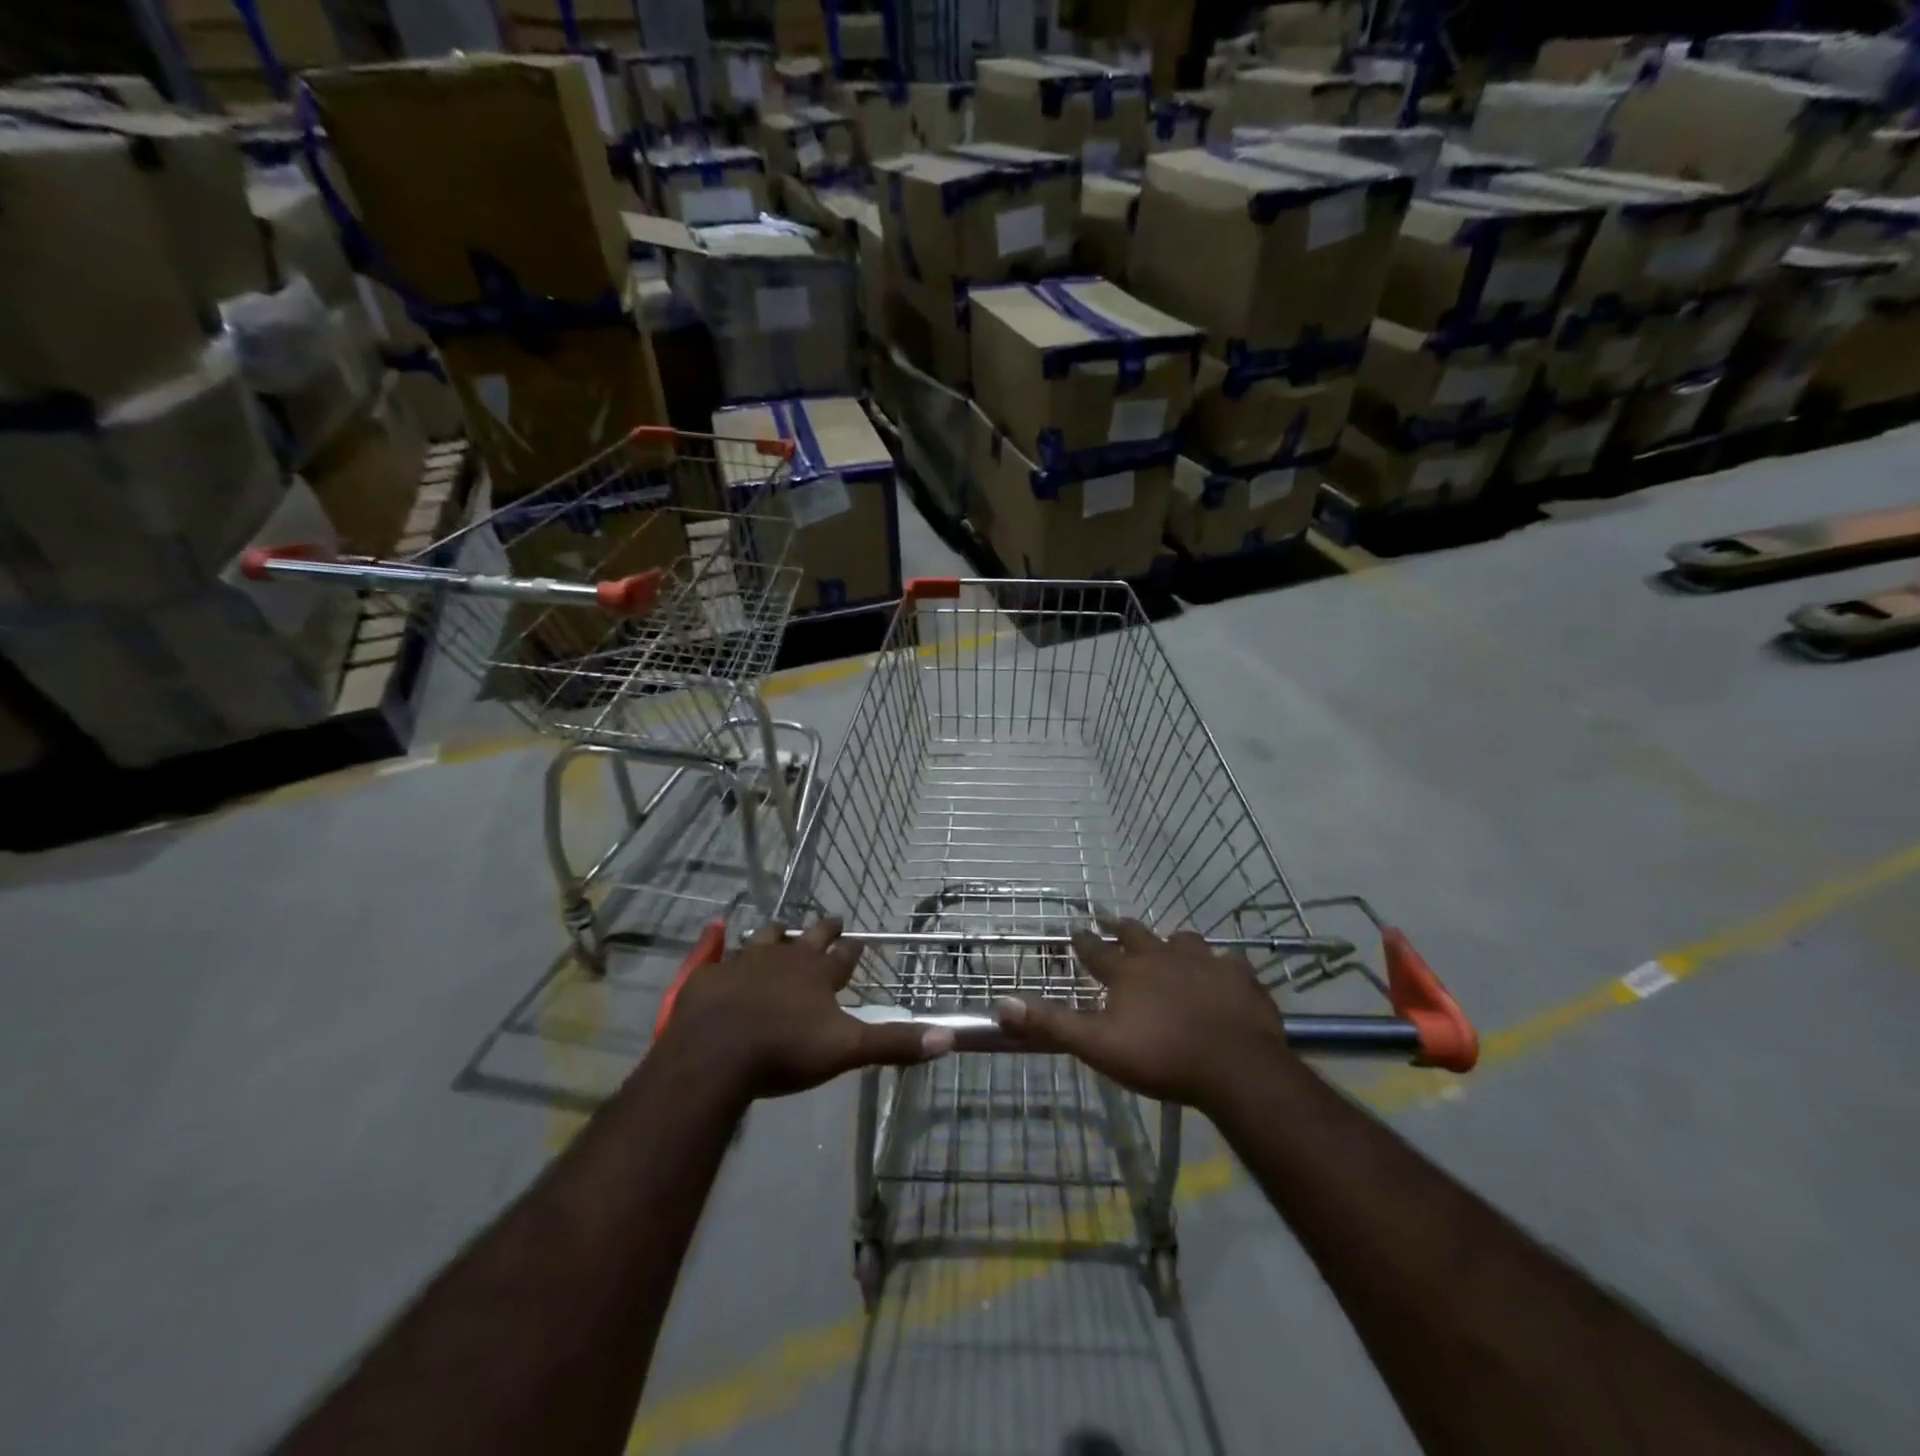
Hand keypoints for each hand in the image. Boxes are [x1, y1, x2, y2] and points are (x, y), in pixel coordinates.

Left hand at [659, 918, 953, 1100]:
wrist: (716, 1055)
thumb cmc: (786, 1052)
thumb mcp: (847, 1050)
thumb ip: (895, 1043)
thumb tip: (949, 1037)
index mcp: (818, 974)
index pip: (843, 955)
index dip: (851, 949)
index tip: (856, 941)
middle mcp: (785, 958)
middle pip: (808, 937)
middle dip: (822, 929)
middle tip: (831, 919)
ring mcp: (744, 962)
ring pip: (764, 937)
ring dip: (775, 933)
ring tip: (779, 928)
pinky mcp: (711, 975)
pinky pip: (718, 955)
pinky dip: (720, 947)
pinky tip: (716, 937)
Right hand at [992, 919, 1292, 1111]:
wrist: (1235, 1067)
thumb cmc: (1161, 1057)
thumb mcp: (1098, 1045)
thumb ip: (1053, 1023)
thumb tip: (1003, 1003)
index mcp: (1127, 972)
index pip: (1096, 950)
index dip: (1084, 940)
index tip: (1076, 927)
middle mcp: (1162, 956)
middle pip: (1137, 934)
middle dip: (1122, 928)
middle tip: (1114, 922)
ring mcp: (1204, 962)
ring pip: (1183, 940)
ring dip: (1172, 941)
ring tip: (1170, 944)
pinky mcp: (1238, 977)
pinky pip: (1228, 962)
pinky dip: (1221, 965)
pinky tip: (1223, 971)